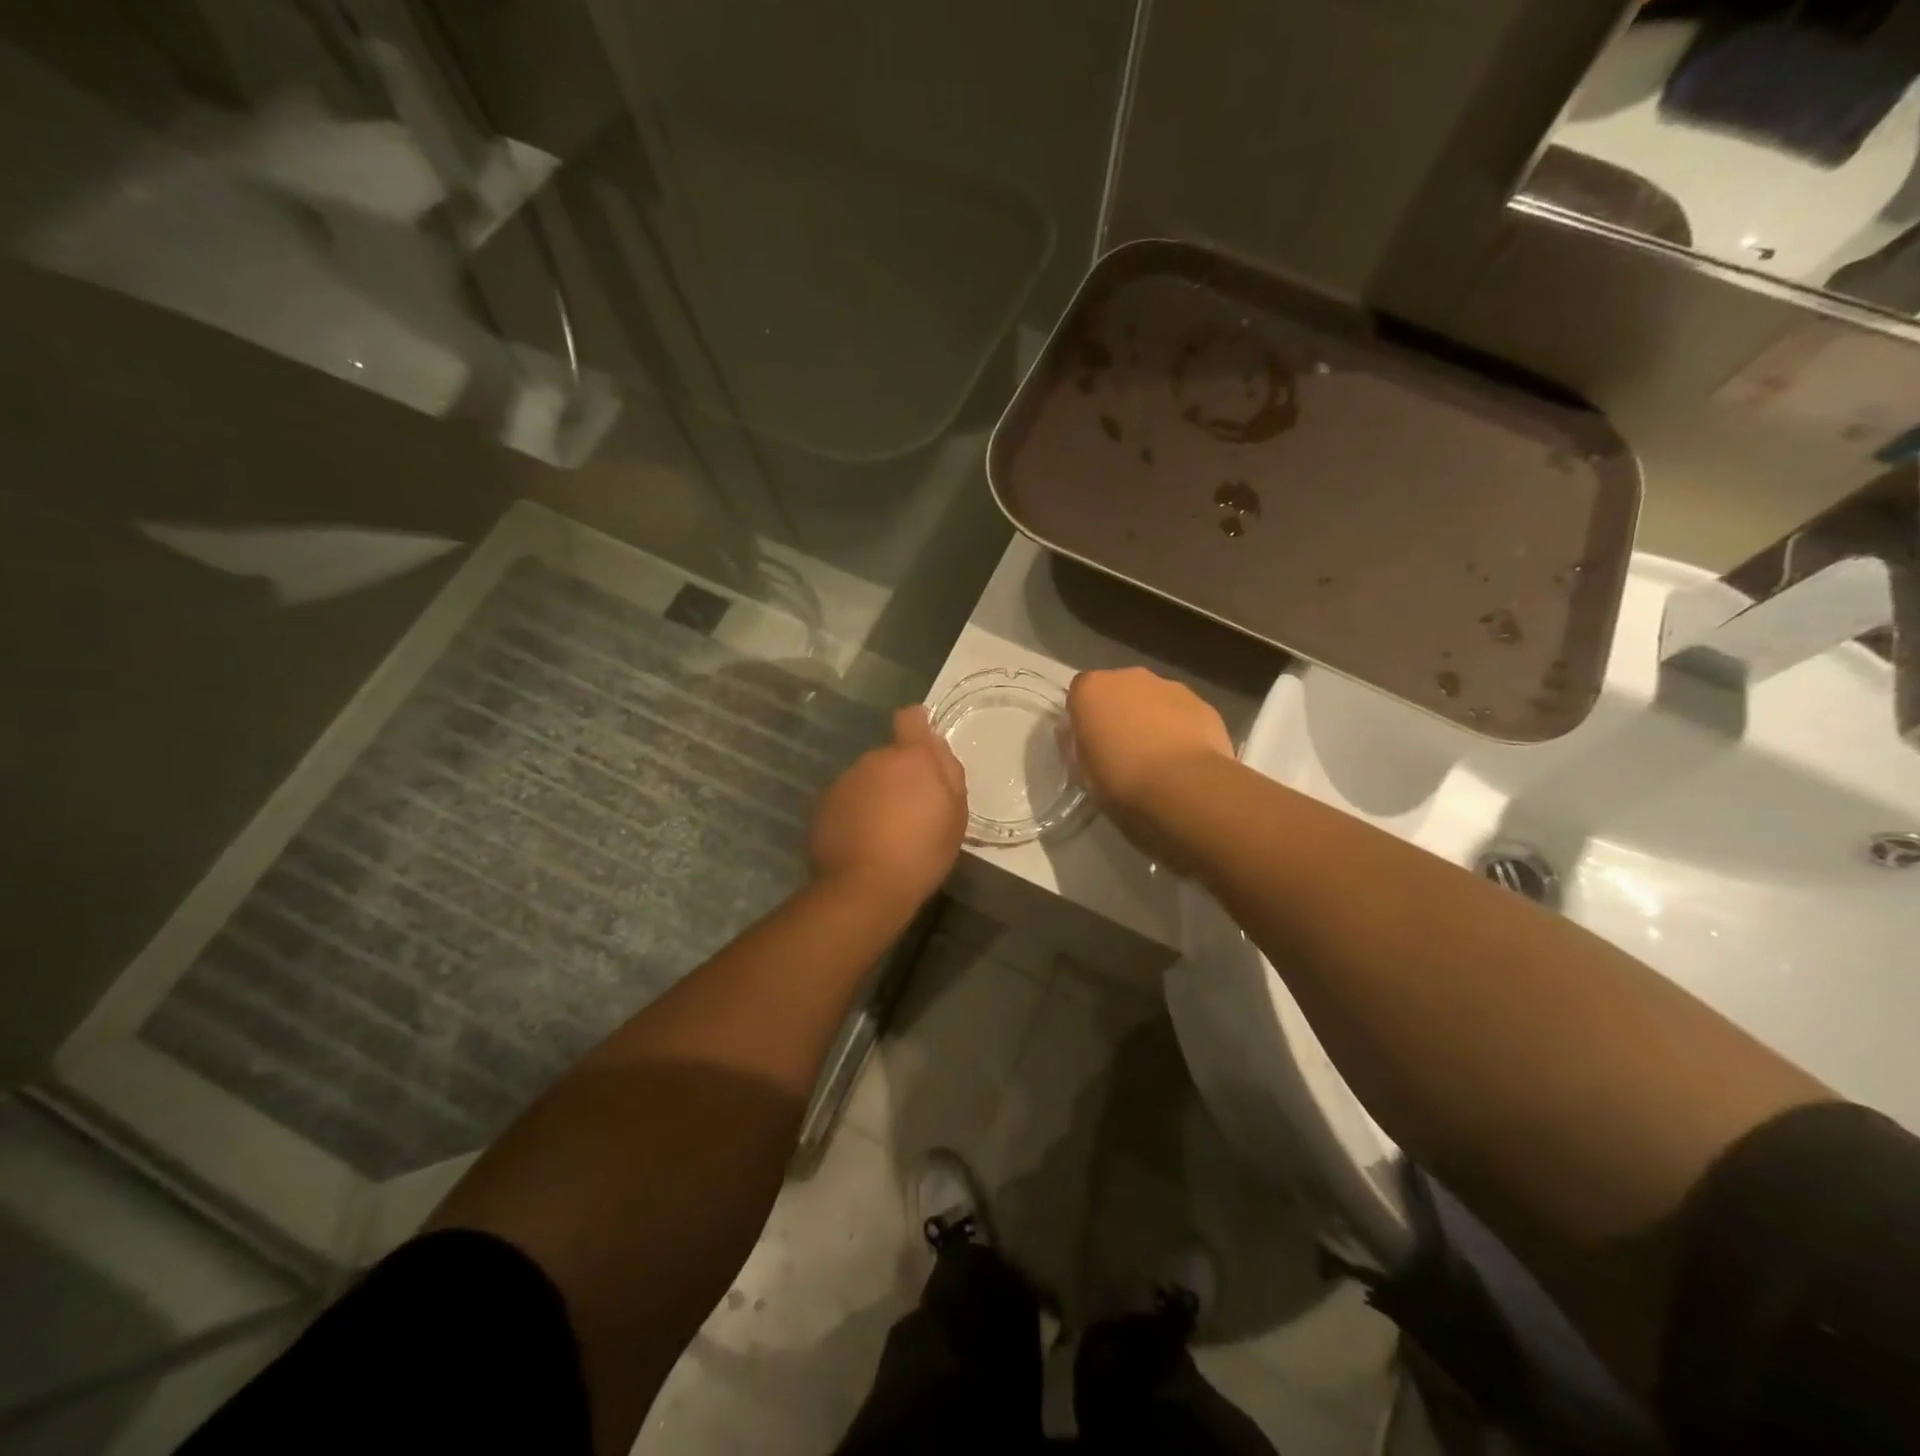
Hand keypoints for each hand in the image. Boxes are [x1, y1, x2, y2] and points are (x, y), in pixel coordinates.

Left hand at [809, 706, 967, 909]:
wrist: (864, 888)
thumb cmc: (922, 851)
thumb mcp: (955, 814)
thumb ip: (948, 772)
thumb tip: (935, 746)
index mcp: (911, 757)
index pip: (911, 718)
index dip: (918, 727)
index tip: (924, 750)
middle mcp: (873, 760)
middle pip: (889, 756)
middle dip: (899, 775)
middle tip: (911, 812)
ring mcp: (844, 782)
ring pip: (867, 779)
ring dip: (877, 795)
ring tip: (886, 833)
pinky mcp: (823, 806)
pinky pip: (847, 801)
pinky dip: (855, 814)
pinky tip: (863, 844)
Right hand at [1067, 668, 1232, 841]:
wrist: (1184, 789)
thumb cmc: (1120, 782)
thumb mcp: (1082, 772)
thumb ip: (1077, 746)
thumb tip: (1077, 736)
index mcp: (1091, 690)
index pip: (1079, 695)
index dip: (1084, 720)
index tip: (1089, 745)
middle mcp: (1129, 677)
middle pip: (1119, 691)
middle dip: (1119, 714)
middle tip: (1122, 751)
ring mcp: (1170, 687)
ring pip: (1154, 699)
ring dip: (1151, 719)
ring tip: (1157, 759)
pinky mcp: (1203, 704)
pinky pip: (1183, 714)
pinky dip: (1181, 730)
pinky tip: (1183, 760)